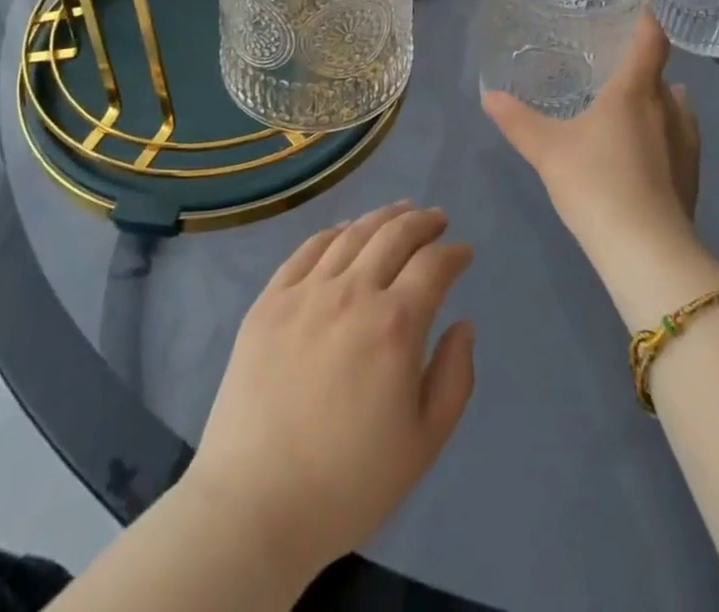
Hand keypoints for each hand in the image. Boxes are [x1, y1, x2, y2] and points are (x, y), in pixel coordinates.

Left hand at [184, 204, 476, 586]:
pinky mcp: (270, 301)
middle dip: (423, 222)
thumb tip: (463, 325)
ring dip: (382, 217)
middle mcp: (353, 292)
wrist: (254, 506)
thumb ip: (454, 377)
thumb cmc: (349, 483)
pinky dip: (334, 232)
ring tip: (399, 212)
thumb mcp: (423, 443)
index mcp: (395, 324)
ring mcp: (306, 292)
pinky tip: (345, 231)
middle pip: (395, 234)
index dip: (453, 253)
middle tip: (437, 218)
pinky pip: (307, 250)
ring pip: (352, 234)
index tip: (463, 252)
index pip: (434, 265)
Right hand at [482, 11, 700, 262]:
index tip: (637, 10)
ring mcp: (686, 146)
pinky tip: (642, 153)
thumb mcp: (547, 150)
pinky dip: (663, 136)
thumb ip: (518, 121)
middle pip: (662, 76)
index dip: (646, 21)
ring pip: (676, 109)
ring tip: (630, 107)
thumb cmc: (596, 182)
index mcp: (635, 92)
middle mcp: (668, 110)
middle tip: (614, 67)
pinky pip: (678, 141)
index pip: (650, 41)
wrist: (646, 250)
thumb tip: (489, 96)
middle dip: (643, 67)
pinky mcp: (691, 178)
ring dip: (658, 102)